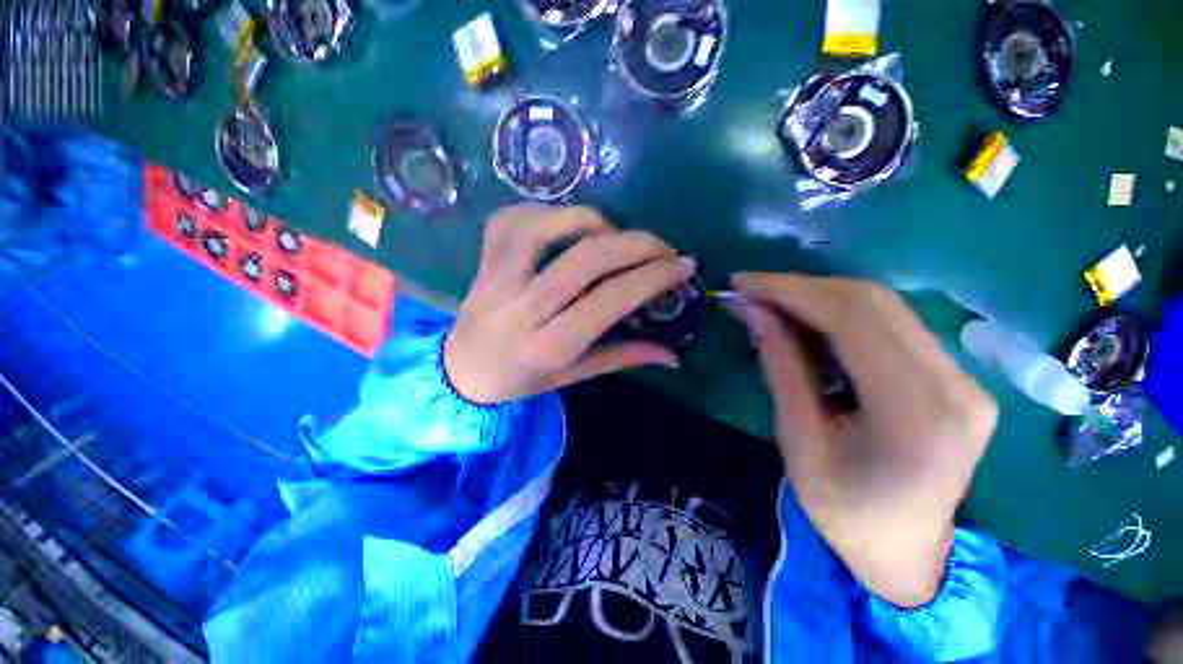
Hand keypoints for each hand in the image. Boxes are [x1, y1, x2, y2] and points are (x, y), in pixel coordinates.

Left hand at [444, 205, 694, 403]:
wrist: (461, 371)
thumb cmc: (520, 380)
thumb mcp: (572, 377)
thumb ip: (622, 359)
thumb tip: (673, 355)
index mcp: (549, 346)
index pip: (608, 301)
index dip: (651, 278)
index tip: (682, 265)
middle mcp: (523, 309)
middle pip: (584, 260)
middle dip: (635, 245)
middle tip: (663, 246)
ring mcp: (498, 279)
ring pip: (544, 229)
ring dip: (590, 220)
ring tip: (614, 233)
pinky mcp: (483, 261)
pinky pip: (511, 220)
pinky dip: (545, 212)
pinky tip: (566, 223)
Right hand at [730, 273, 997, 607]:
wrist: (908, 551)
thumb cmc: (845, 511)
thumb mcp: (799, 441)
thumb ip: (781, 368)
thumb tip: (754, 312)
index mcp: (917, 413)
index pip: (852, 319)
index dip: (791, 291)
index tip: (743, 283)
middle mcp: (955, 385)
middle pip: (873, 302)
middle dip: (802, 287)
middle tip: (752, 290)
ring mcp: (964, 378)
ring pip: (884, 306)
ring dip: (819, 296)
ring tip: (772, 302)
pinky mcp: (956, 377)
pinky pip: (893, 324)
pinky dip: (841, 313)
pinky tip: (807, 320)